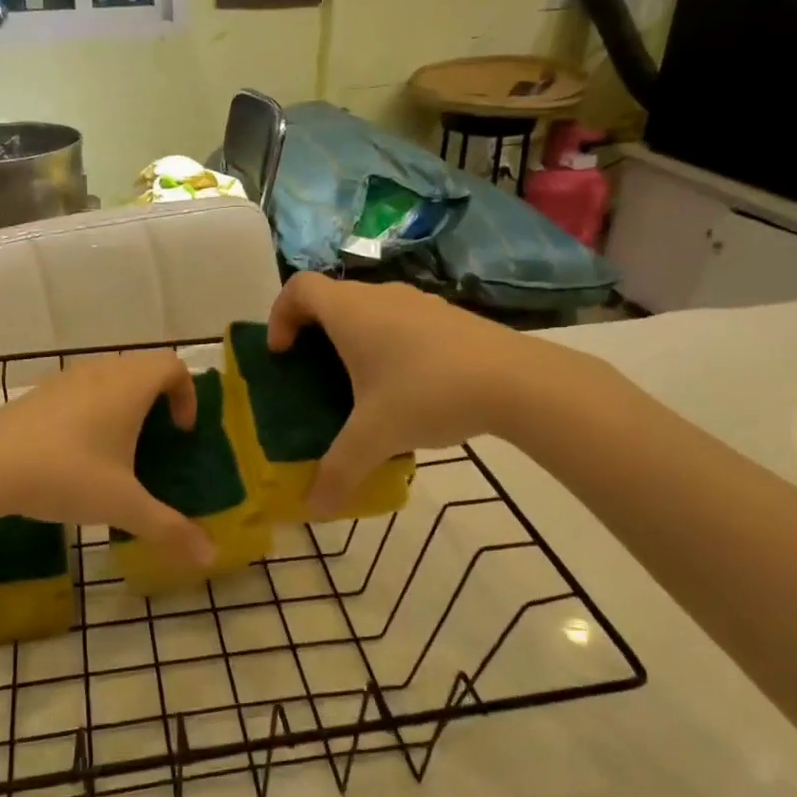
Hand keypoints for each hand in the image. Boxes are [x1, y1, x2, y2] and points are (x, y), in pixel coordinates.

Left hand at [0, 351, 213, 566]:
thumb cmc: (66, 475)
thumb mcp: (122, 504)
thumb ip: (169, 528)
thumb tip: (211, 556)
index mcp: (129, 385)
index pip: (173, 365)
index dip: (187, 394)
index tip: (181, 432)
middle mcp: (100, 371)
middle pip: (142, 368)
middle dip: (158, 400)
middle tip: (157, 441)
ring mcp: (65, 379)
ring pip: (108, 377)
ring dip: (123, 404)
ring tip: (118, 449)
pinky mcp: (37, 394)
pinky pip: (80, 390)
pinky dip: (92, 410)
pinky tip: (77, 453)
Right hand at [267, 273, 604, 514]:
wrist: (517, 381)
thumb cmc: (428, 393)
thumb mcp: (375, 437)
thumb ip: (339, 471)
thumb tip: (314, 508)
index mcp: (350, 312)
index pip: (298, 287)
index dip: (279, 316)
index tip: (283, 354)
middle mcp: (380, 296)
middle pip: (331, 299)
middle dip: (313, 334)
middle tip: (313, 376)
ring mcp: (418, 302)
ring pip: (369, 310)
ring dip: (353, 340)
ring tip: (358, 387)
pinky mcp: (448, 317)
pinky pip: (401, 322)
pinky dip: (388, 345)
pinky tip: (406, 388)